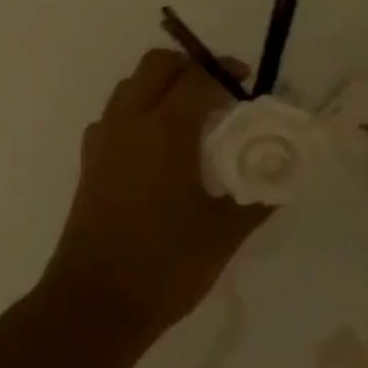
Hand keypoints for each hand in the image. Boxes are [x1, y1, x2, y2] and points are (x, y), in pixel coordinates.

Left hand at [44, 49, 273, 340]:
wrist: (95, 302)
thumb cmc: (166, 265)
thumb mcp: (223, 233)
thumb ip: (255, 199)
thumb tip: (279, 181)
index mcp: (165, 130)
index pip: (197, 77)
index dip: (225, 72)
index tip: (246, 83)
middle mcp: (128, 122)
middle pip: (156, 66)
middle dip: (189, 66)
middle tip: (217, 92)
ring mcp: (102, 140)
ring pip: (130, 87)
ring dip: (160, 86)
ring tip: (189, 118)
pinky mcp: (88, 162)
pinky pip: (113, 116)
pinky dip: (137, 112)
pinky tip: (156, 149)